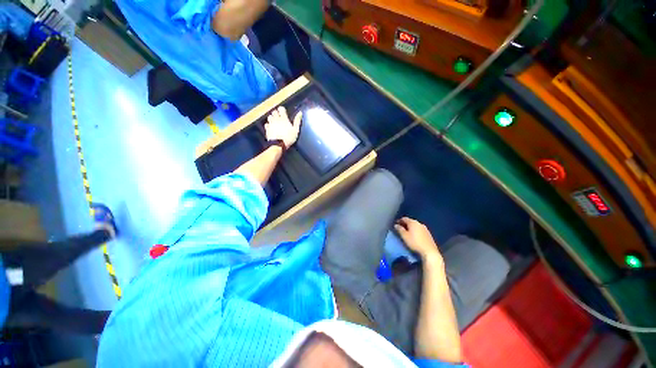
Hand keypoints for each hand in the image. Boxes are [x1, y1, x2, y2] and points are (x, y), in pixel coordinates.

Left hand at [265, 106, 301, 148]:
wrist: (278, 145)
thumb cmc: (288, 137)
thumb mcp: (296, 130)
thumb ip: (297, 121)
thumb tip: (300, 112)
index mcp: (283, 118)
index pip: (281, 109)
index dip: (282, 110)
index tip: (284, 112)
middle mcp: (276, 119)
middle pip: (274, 111)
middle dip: (276, 113)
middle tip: (280, 117)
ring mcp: (271, 124)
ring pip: (269, 117)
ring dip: (272, 118)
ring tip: (275, 122)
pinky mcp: (267, 129)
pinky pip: (266, 124)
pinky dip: (268, 124)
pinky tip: (271, 127)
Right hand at [394, 217, 441, 261]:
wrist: (429, 251)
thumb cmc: (415, 242)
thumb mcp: (404, 236)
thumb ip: (399, 229)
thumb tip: (396, 225)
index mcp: (413, 222)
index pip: (404, 218)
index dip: (399, 221)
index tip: (396, 224)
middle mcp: (419, 223)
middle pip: (410, 221)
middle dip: (405, 224)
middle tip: (400, 228)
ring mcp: (425, 228)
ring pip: (415, 226)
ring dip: (410, 228)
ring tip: (407, 232)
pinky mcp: (428, 234)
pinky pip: (419, 230)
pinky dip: (415, 231)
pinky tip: (414, 236)